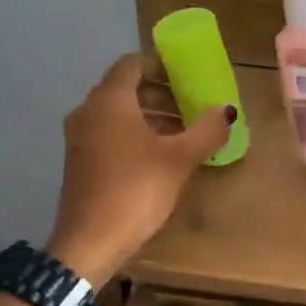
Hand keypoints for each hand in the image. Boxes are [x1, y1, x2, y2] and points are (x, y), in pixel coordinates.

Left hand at [48, 54, 233, 284]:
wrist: (89, 241)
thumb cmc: (135, 190)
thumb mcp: (179, 159)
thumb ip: (206, 130)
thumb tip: (226, 110)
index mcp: (109, 100)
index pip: (132, 63)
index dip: (161, 65)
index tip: (188, 76)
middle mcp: (88, 111)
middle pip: (125, 88)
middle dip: (159, 93)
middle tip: (190, 105)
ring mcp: (79, 137)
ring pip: (116, 113)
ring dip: (148, 115)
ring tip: (181, 132)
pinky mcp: (79, 161)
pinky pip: (108, 133)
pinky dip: (133, 134)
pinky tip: (158, 156)